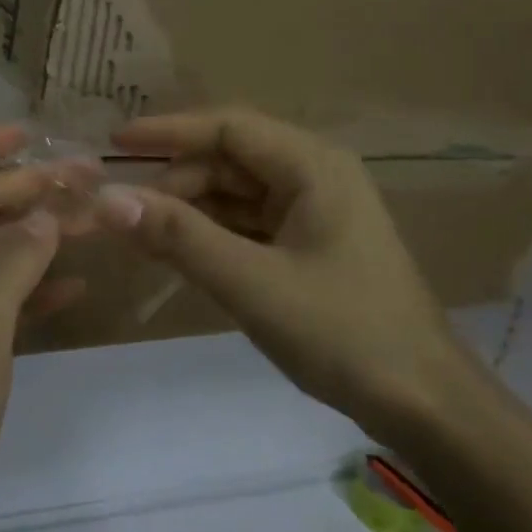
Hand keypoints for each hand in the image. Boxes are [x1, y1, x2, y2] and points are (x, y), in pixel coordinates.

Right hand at [95, 108, 480, 446]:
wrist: (424, 404)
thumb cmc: (343, 333)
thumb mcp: (251, 282)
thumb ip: (178, 237)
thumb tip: (107, 199)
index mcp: (312, 166)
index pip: (227, 127)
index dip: (168, 132)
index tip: (113, 143)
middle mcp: (314, 176)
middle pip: (228, 161)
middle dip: (174, 181)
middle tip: (122, 213)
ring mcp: (313, 213)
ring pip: (234, 195)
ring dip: (188, 211)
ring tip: (138, 235)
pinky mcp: (308, 247)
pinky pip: (247, 226)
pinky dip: (210, 236)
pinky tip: (176, 255)